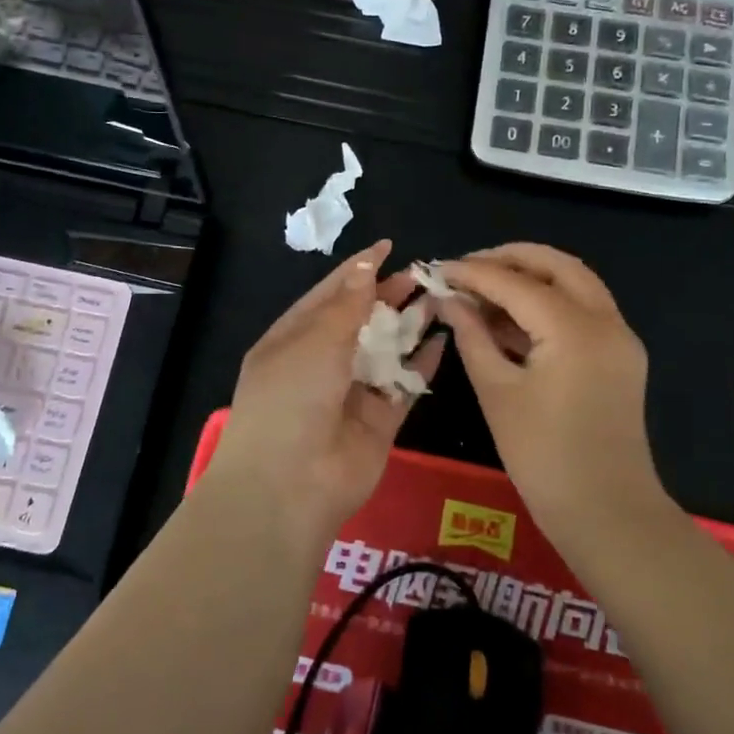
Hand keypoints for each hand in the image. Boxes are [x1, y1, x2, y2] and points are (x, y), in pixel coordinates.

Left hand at [213, 240, 444, 541]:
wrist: (289, 486)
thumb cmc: (291, 399)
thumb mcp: (314, 341)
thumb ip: (347, 306)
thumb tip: (365, 266)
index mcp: (292, 339)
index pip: (328, 295)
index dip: (357, 270)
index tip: (387, 247)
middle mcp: (320, 363)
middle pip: (360, 320)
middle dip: (388, 296)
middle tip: (422, 273)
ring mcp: (350, 393)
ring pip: (386, 351)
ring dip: (409, 326)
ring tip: (439, 299)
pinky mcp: (378, 421)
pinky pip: (403, 385)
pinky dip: (422, 365)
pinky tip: (443, 341)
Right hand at [438, 244, 661, 541]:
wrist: (607, 514)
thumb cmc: (543, 456)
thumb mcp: (497, 392)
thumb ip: (472, 336)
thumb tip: (449, 300)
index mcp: (575, 328)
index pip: (516, 282)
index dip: (472, 273)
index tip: (437, 269)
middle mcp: (606, 320)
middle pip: (556, 265)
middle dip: (509, 258)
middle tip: (466, 268)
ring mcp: (620, 338)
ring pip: (575, 284)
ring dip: (531, 278)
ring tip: (483, 289)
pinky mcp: (620, 357)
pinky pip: (583, 311)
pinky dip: (548, 303)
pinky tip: (510, 317)